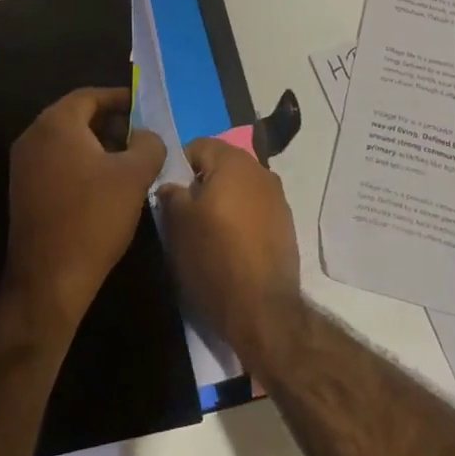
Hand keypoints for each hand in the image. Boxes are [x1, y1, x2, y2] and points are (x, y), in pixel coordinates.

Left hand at [5, 86, 166, 331]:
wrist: (49, 279)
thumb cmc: (94, 217)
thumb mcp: (135, 176)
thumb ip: (148, 144)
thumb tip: (146, 135)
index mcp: (56, 124)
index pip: (89, 96)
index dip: (120, 98)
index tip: (144, 107)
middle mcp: (33, 137)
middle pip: (76, 116)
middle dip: (110, 121)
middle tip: (141, 134)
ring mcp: (24, 165)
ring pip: (66, 140)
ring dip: (97, 143)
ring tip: (129, 159)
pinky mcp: (24, 189)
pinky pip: (56, 161)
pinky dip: (81, 162)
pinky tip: (105, 183)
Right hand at [156, 138, 301, 369]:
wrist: (262, 310)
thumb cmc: (214, 258)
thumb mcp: (177, 224)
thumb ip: (171, 193)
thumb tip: (172, 185)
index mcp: (234, 162)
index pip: (198, 146)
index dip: (178, 166)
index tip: (168, 193)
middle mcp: (261, 171)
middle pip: (221, 165)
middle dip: (201, 184)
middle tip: (183, 213)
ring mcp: (278, 198)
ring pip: (239, 188)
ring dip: (222, 201)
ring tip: (206, 232)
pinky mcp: (286, 225)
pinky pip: (255, 210)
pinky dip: (240, 219)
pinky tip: (230, 245)